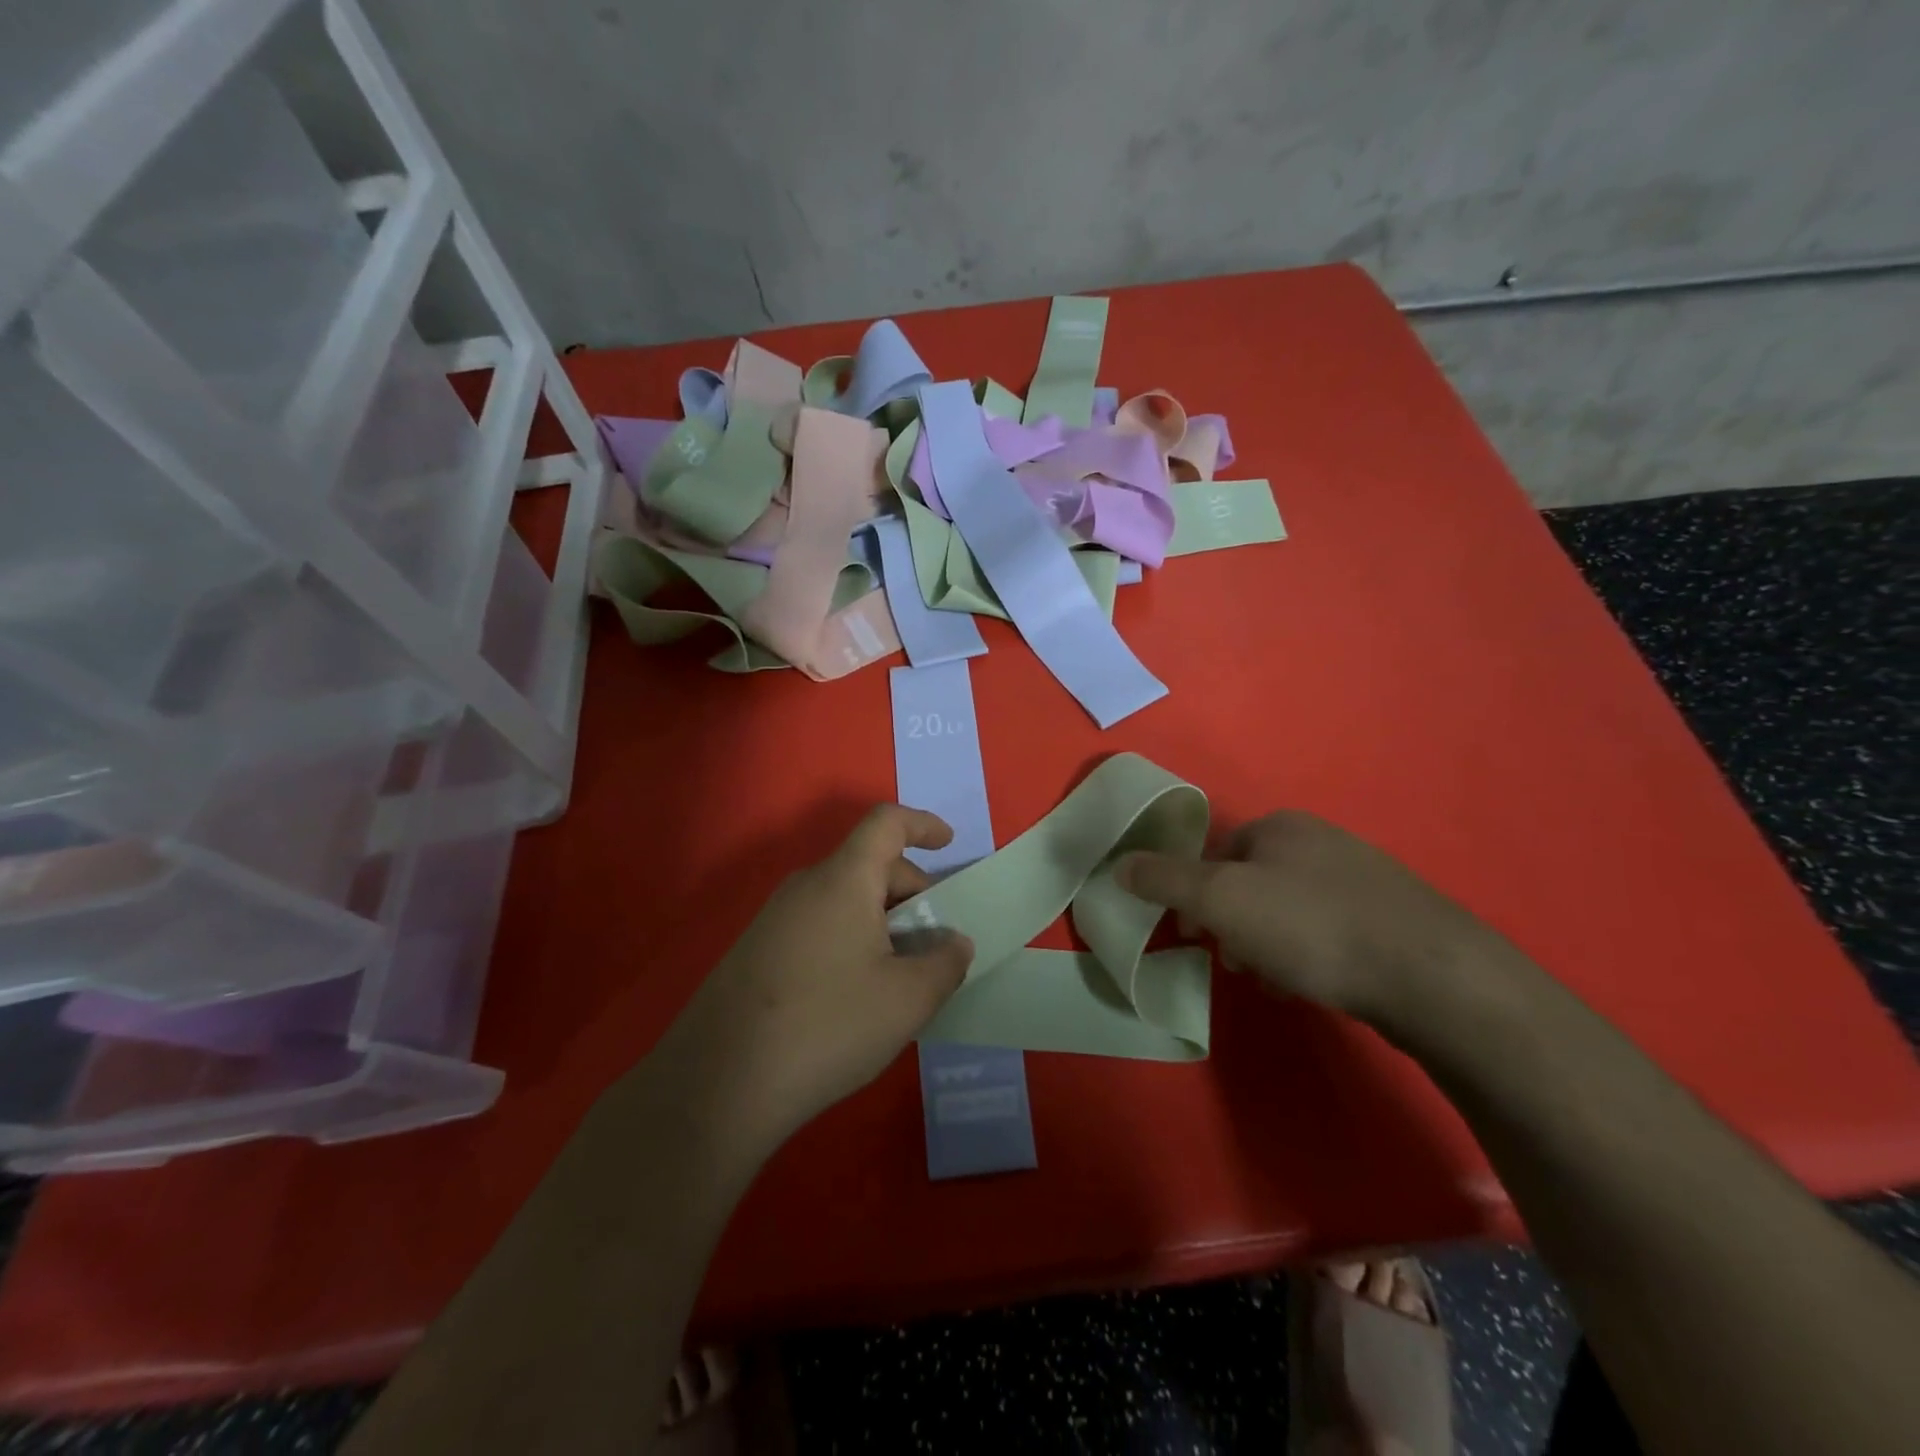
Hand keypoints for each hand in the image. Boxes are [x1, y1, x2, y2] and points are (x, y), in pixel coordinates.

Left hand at [650, 805, 973, 1154]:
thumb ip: (946, 963)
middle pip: (869, 865)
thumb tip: (953, 944)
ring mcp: (774, 919)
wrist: (717, 1085)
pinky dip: (851, 941)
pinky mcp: (756, 952)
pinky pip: (819, 926)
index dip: (922, 824)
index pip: (886, 823)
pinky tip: (856, 996)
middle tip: (935, 945)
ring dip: (882, 922)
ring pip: (844, 900)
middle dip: (911, 893)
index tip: (948, 844)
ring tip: (900, 977)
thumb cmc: (828, 1026)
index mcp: (843, 879)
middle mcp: (805, 886)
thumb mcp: (908, 999)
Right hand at [1117, 811, 1514, 1025]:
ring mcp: (1364, 878)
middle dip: (1232, 923)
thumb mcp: (1221, 900)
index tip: (1193, 935)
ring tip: (1274, 980)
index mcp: (1281, 826)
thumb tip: (1120, 864)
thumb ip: (1165, 880)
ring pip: (1288, 909)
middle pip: (1251, 882)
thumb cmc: (1312, 927)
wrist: (1432, 976)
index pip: (1216, 853)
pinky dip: (1309, 955)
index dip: (1195, 894)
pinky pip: (1328, 930)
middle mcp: (1322, 841)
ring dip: (1267, 943)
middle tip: (1234, 962)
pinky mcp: (1392, 918)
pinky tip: (1314, 984)